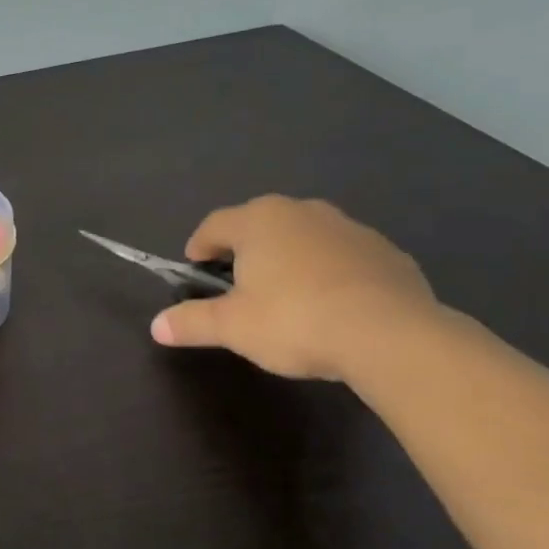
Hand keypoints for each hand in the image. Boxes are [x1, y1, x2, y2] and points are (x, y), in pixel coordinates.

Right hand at [150, 196, 438, 381]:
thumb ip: (192, 322)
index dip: (199, 246)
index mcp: (259, 220)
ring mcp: (349, 228)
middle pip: (260, 225)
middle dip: (245, 250)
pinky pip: (343, 257)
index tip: (194, 267)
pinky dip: (330, 273)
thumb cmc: (296, 320)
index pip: (214, 225)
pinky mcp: (386, 252)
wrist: (393, 336)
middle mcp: (302, 212)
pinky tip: (332, 306)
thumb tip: (156, 326)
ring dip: (289, 259)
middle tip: (237, 284)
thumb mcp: (233, 327)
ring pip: (304, 238)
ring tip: (286, 297)